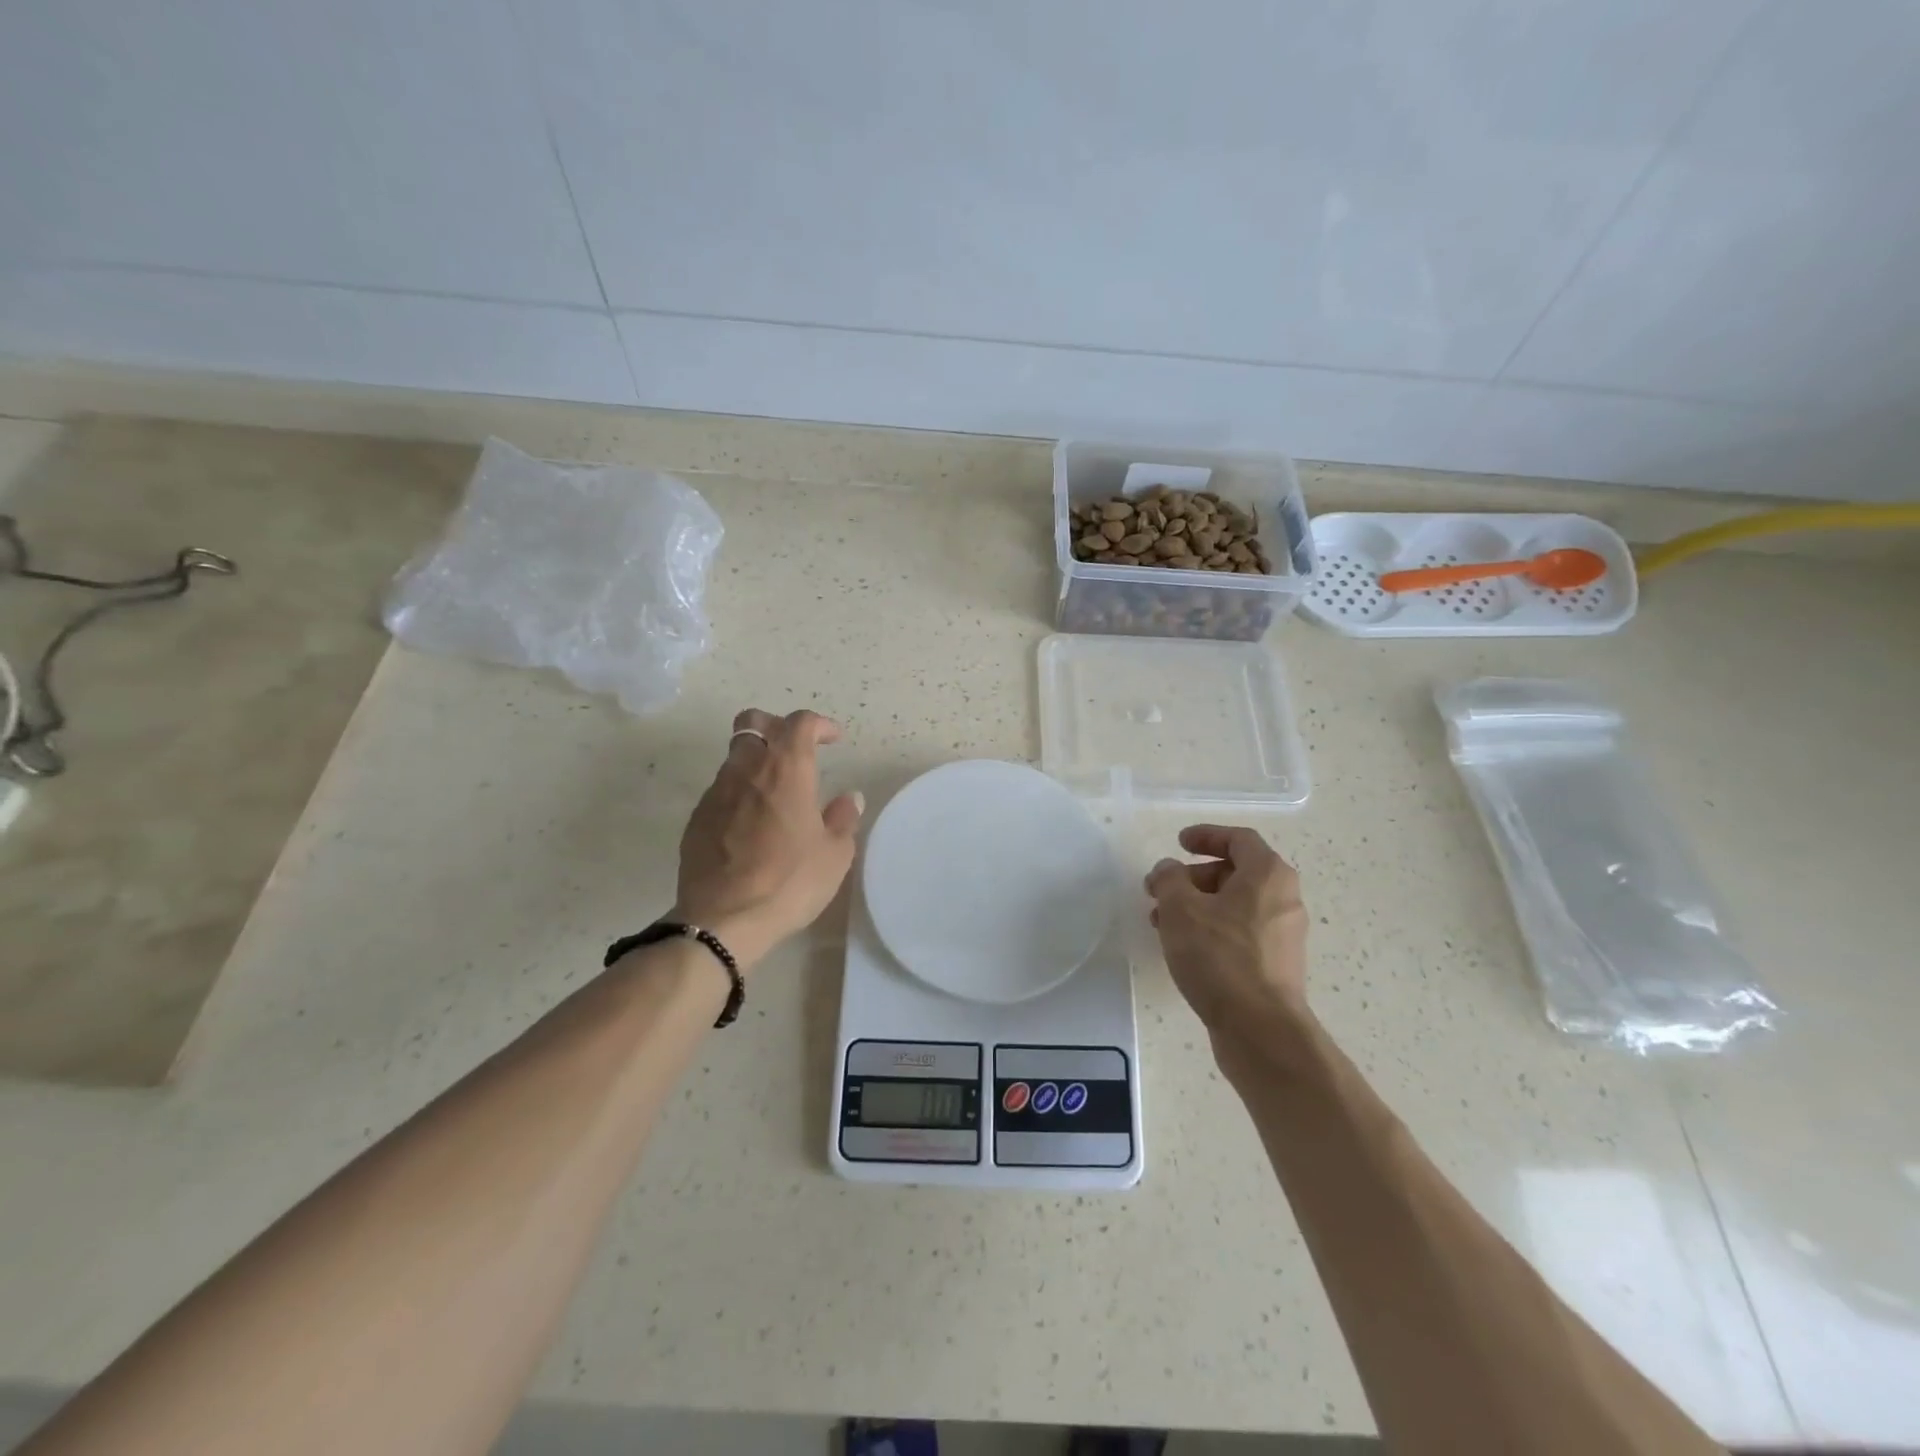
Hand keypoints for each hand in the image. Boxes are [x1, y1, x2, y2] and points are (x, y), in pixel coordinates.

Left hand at [671, 709, 863, 969]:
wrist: (723, 919)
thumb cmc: (790, 882)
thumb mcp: (834, 854)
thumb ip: (843, 819)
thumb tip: (849, 798)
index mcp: (786, 769)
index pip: (800, 723)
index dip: (819, 724)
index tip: (833, 739)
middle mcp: (747, 769)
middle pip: (753, 722)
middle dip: (776, 726)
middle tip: (795, 749)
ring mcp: (716, 792)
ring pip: (735, 756)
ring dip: (756, 761)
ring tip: (775, 792)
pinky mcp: (697, 818)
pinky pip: (721, 790)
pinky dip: (739, 792)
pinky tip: (751, 823)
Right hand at [1145, 825, 1310, 1037]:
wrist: (1260, 1029)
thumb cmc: (1220, 956)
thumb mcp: (1181, 908)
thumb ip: (1169, 879)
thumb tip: (1169, 870)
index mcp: (1268, 875)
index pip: (1239, 839)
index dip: (1206, 835)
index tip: (1178, 842)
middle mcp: (1284, 899)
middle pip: (1236, 873)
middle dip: (1193, 877)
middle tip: (1161, 889)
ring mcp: (1283, 935)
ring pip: (1235, 906)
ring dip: (1197, 906)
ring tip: (1161, 923)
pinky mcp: (1276, 965)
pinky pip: (1240, 933)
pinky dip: (1212, 929)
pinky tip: (1184, 948)